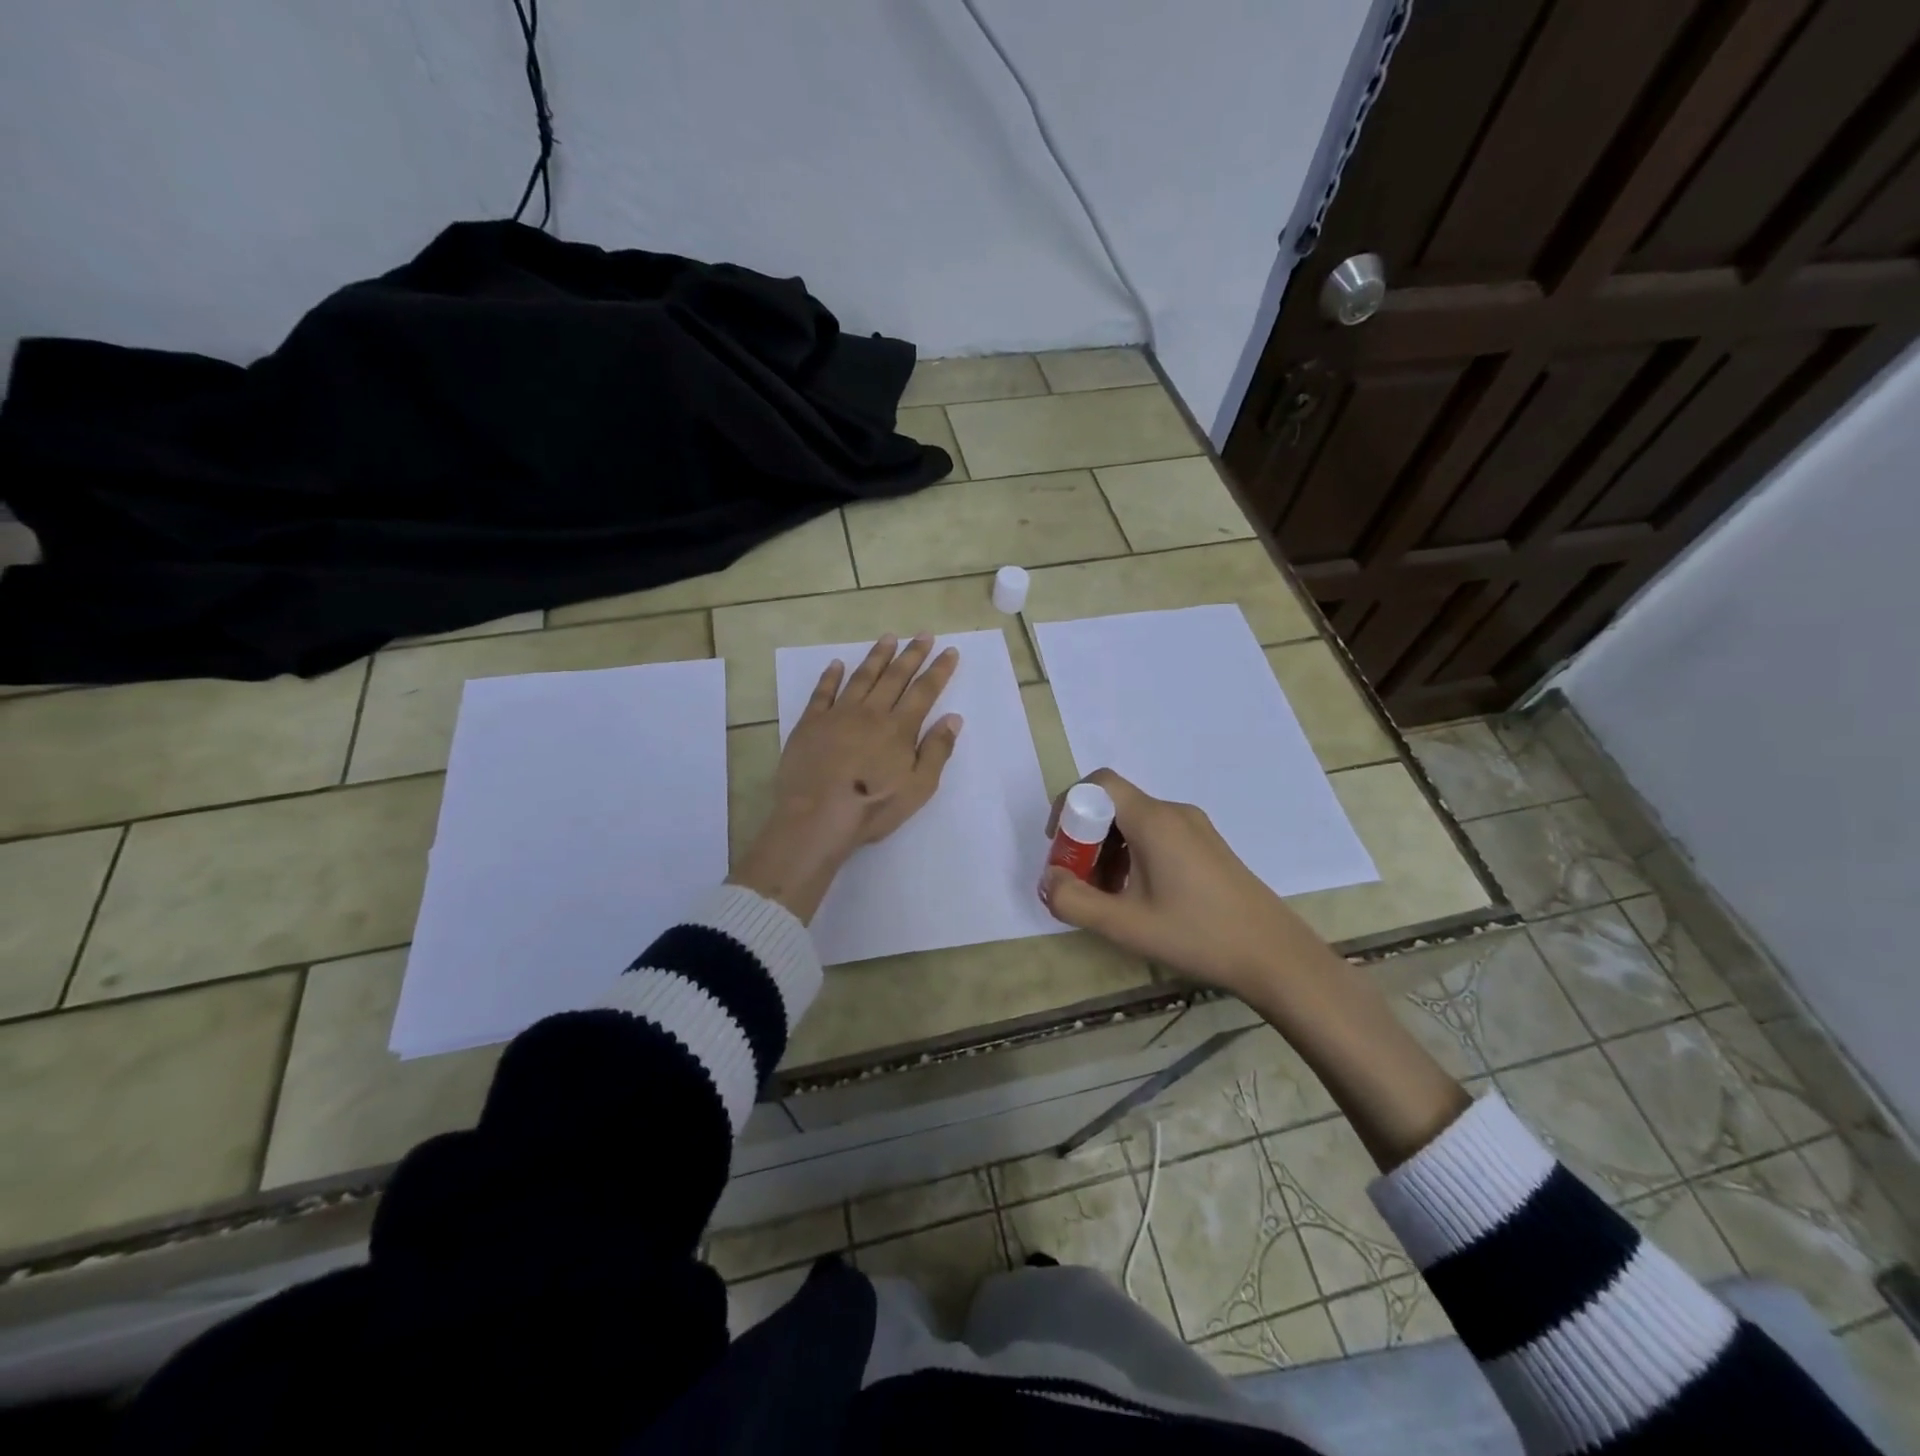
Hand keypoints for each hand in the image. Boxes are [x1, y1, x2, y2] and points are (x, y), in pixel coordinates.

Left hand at [730, 633, 961, 921]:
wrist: (816, 817)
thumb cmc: (872, 808)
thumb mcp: (918, 788)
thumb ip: (937, 751)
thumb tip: (953, 718)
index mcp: (899, 728)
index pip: (924, 691)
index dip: (939, 670)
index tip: (949, 651)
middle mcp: (871, 713)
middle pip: (895, 677)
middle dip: (912, 654)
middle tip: (923, 634)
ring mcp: (838, 715)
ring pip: (862, 677)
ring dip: (877, 656)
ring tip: (888, 638)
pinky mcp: (811, 723)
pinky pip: (823, 692)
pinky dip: (831, 676)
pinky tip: (837, 663)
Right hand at [1037, 768, 1322, 999]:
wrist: (1274, 956)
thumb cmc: (1197, 935)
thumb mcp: (1125, 925)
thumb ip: (1075, 902)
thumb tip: (1048, 880)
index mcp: (1154, 821)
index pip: (1099, 784)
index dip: (1069, 805)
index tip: (1060, 845)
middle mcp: (1174, 813)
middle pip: (1115, 805)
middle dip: (1087, 837)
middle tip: (1079, 879)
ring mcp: (1195, 828)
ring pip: (1135, 822)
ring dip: (1110, 850)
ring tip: (1108, 896)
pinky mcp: (1207, 846)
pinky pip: (1157, 835)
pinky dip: (1134, 855)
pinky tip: (1139, 896)